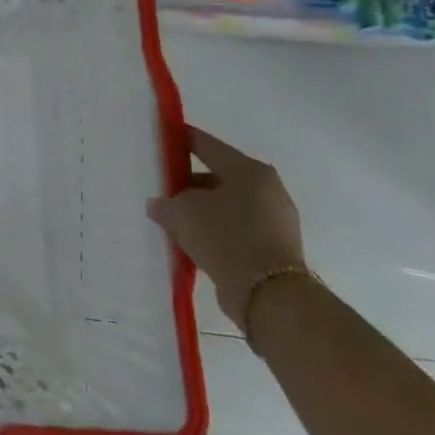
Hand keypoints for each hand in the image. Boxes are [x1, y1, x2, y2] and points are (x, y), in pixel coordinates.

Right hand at [147, 128, 306, 331]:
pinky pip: (236, 229)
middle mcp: (267, 188)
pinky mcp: (275, 247)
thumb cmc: (225, 237)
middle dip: (188, 183)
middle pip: (217, 176)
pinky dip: (216, 231)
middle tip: (161, 190)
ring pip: (227, 205)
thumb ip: (166, 202)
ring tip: (173, 221)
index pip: (205, 144)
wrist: (270, 296)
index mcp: (248, 170)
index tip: (159, 138)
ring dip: (201, 210)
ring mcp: (275, 219)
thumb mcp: (182, 213)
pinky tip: (193, 242)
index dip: (179, 139)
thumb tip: (160, 205)